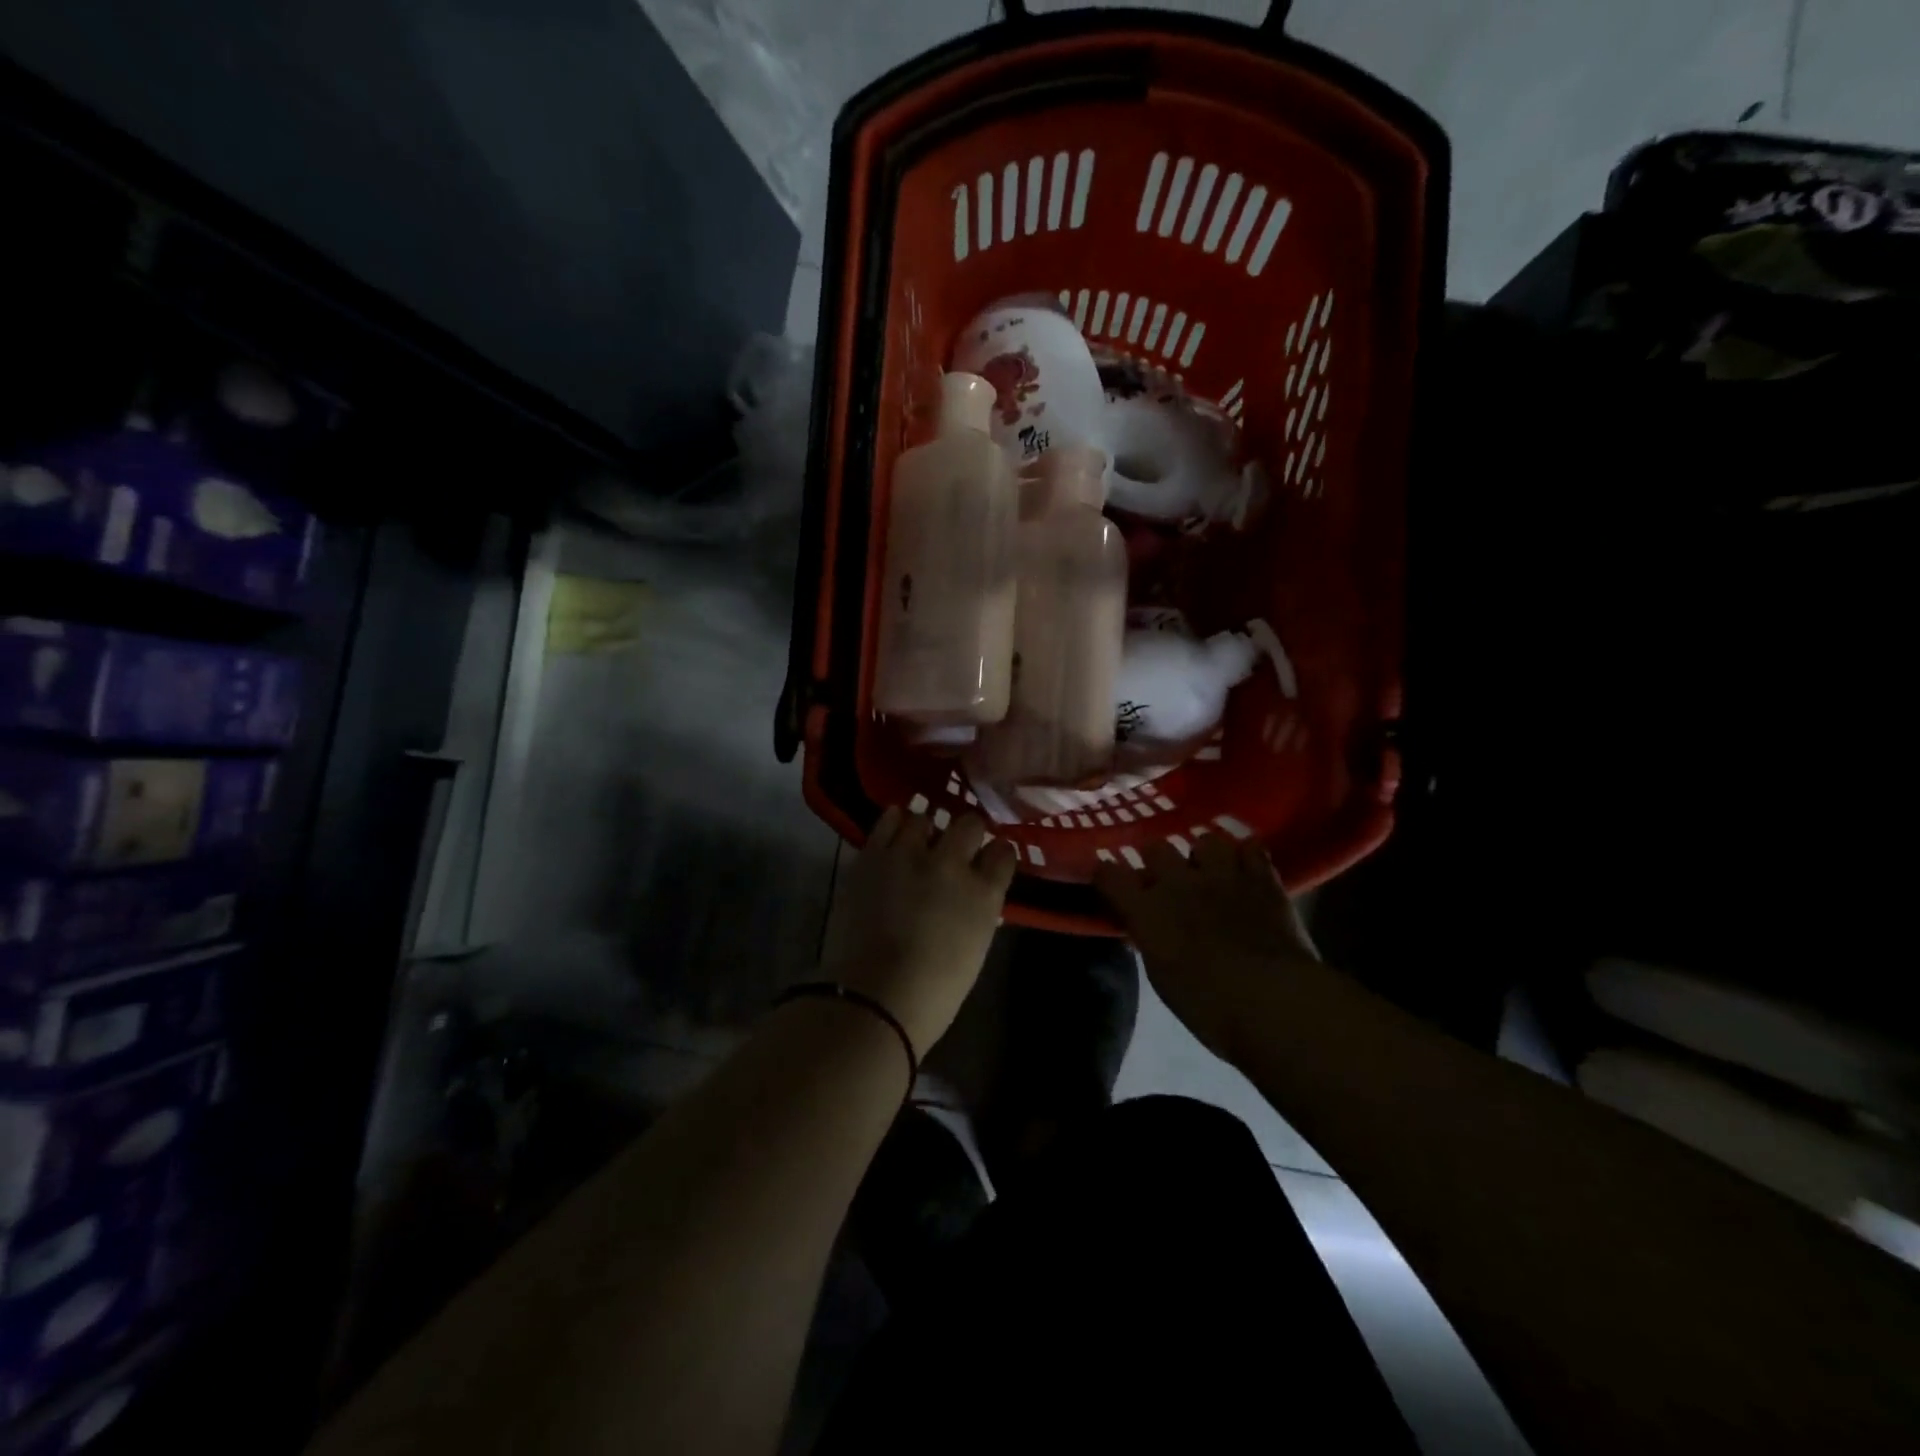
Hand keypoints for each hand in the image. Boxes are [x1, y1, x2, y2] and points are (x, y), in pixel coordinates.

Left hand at [819, 808, 1017, 1057]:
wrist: (874, 996)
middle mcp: (952, 864)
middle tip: (957, 846)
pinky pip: (888, 820)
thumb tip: (974, 895)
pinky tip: (895, 830)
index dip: (997, 854)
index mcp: (984, 893)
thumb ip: (978, 912)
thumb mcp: (974, 949)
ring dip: (926, 830)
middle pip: (970, 824)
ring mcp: (910, 855)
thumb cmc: (933, 991)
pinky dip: (895, 822)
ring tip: (919, 841)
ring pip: (925, 818)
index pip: (1002, 854)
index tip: (991, 858)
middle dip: (968, 832)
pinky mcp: (874, 855)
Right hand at [1094, 834, 1318, 1062]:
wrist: (1275, 1002)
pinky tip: (1247, 867)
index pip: (1110, 875)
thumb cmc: (1210, 1006)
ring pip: (1205, 840)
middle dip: (1156, 859)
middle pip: (1155, 847)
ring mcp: (1222, 875)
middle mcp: (1178, 883)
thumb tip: (1145, 927)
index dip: (1106, 874)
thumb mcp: (1162, 977)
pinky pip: (1251, 848)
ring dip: (1204, 854)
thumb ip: (1151, 941)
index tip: (1109, 879)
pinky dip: (1247, 856)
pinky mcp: (1261, 878)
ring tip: (1210, 869)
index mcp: (1147, 910)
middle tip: (1164, 877)